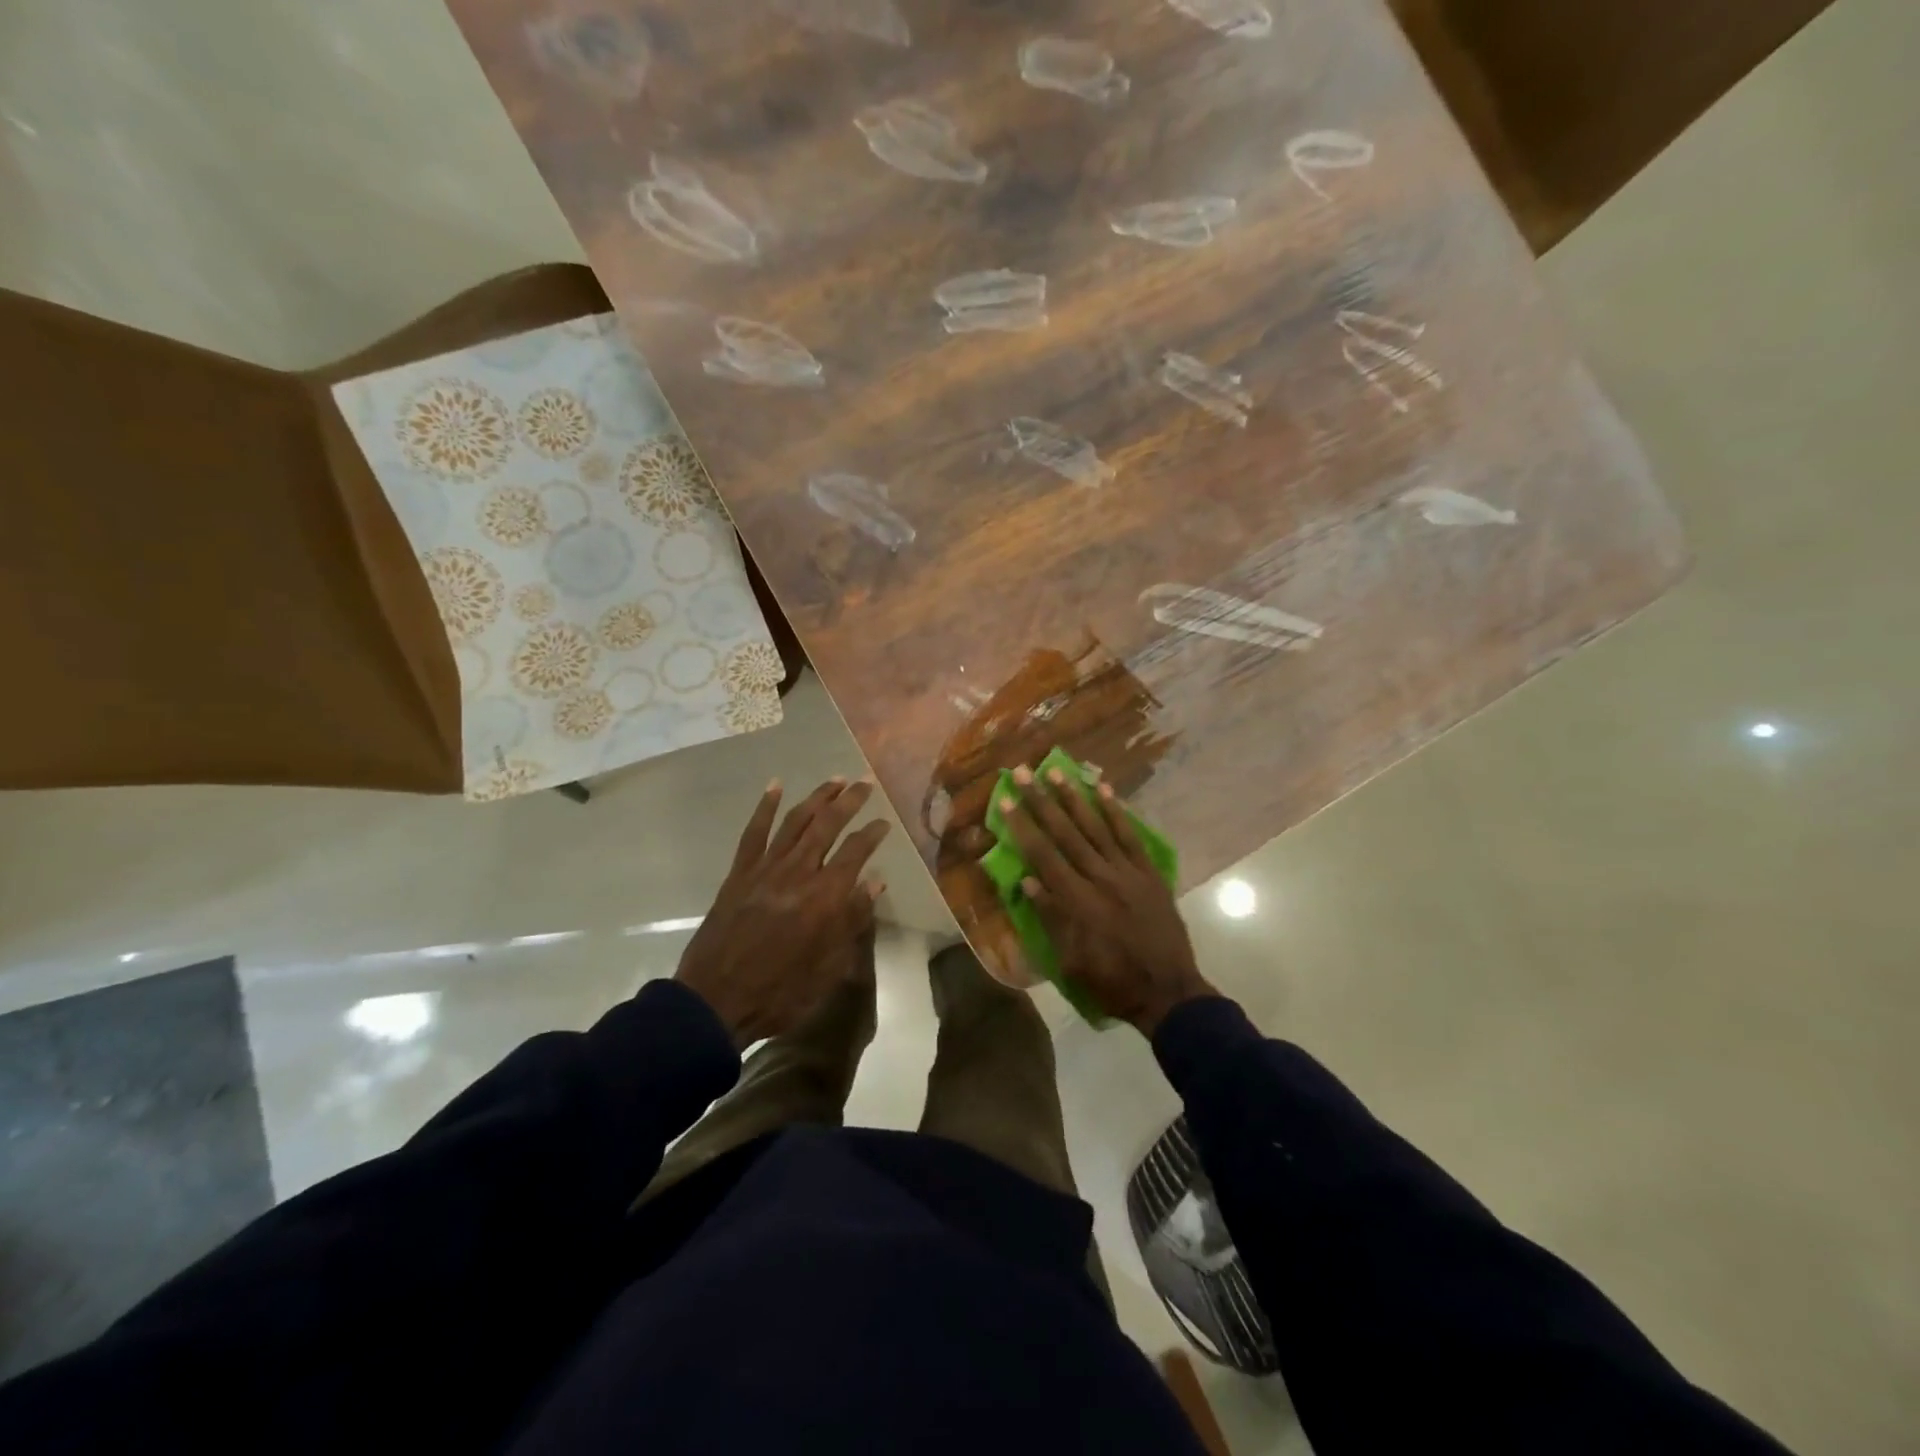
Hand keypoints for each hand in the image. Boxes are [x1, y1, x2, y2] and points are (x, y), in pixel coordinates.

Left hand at [675, 778, 889, 1047]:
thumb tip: (874, 883)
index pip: (856, 852)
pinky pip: (754, 832)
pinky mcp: (739, 873)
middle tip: (865, 783)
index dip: (873, 834)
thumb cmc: (781, 992)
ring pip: (795, 822)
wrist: (716, 1001)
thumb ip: (853, 921)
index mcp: (824, 897)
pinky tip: (776, 787)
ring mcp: (765, 869)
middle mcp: (798, 873)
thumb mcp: (829, 968)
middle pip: (828, 826)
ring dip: (817, 797)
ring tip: (835, 779)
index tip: (885, 823)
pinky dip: (765, 807)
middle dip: (850, 801)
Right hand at [998, 765, 1214, 1034]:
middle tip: (1024, 772)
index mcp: (1078, 902)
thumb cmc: (1112, 983)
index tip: (1006, 800)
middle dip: (1042, 801)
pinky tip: (1104, 790)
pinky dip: (1117, 812)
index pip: (1043, 855)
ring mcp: (1128, 873)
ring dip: (1075, 798)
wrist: (1169, 993)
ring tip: (1056, 771)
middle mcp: (1101, 878)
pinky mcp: (1150, 874)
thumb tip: (1028, 881)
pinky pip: (1131, 837)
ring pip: (1097, 827)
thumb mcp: (1071, 962)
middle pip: (1066, 833)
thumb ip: (1051, 919)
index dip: (1023, 826)